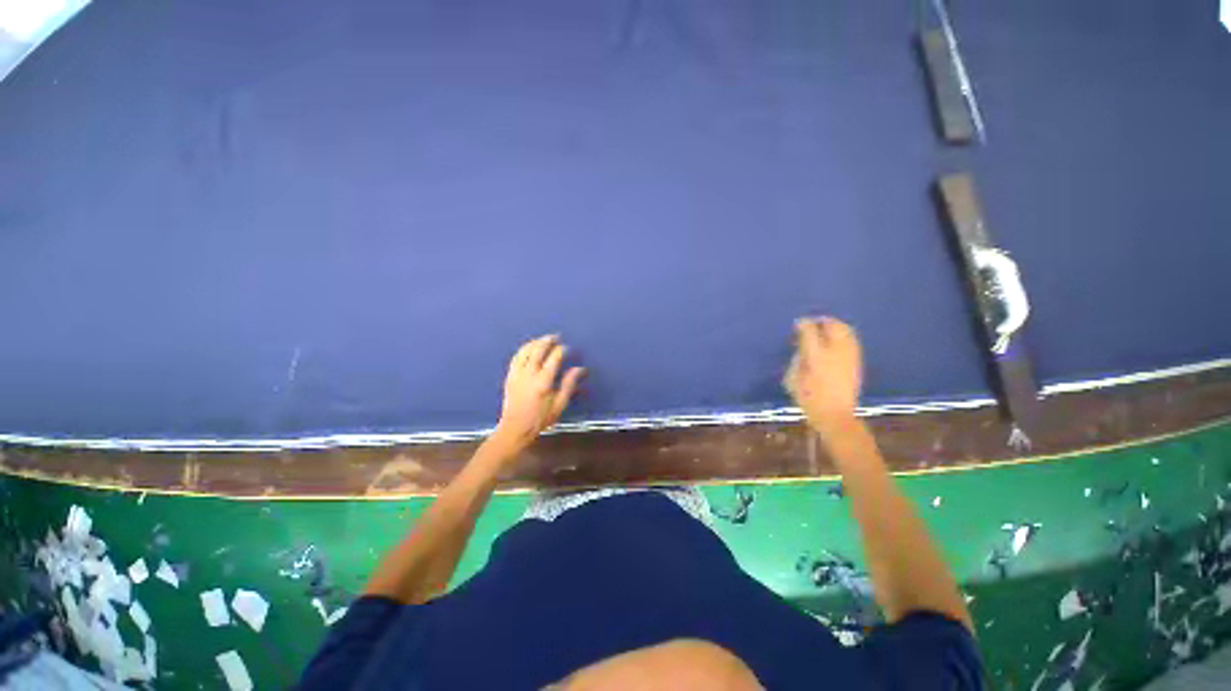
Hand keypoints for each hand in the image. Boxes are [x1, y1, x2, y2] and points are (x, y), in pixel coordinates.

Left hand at [495, 335, 585, 449]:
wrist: (515, 428)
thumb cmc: (540, 419)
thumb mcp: (560, 404)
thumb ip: (569, 385)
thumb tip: (579, 369)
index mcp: (544, 381)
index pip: (554, 358)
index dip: (561, 350)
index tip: (567, 348)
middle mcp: (529, 374)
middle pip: (538, 350)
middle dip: (548, 340)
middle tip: (556, 336)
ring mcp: (517, 374)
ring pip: (525, 351)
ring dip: (535, 342)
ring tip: (543, 339)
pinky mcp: (510, 376)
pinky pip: (516, 357)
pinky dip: (523, 349)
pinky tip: (528, 348)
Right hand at [784, 317, 862, 429]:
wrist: (835, 416)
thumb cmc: (808, 399)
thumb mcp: (792, 379)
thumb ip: (797, 359)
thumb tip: (802, 347)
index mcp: (817, 356)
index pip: (810, 331)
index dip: (803, 324)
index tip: (797, 324)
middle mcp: (836, 351)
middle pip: (833, 326)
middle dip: (823, 321)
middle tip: (812, 323)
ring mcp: (849, 356)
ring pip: (846, 331)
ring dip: (835, 326)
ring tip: (824, 329)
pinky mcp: (857, 362)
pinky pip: (851, 340)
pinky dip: (843, 335)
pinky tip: (835, 341)